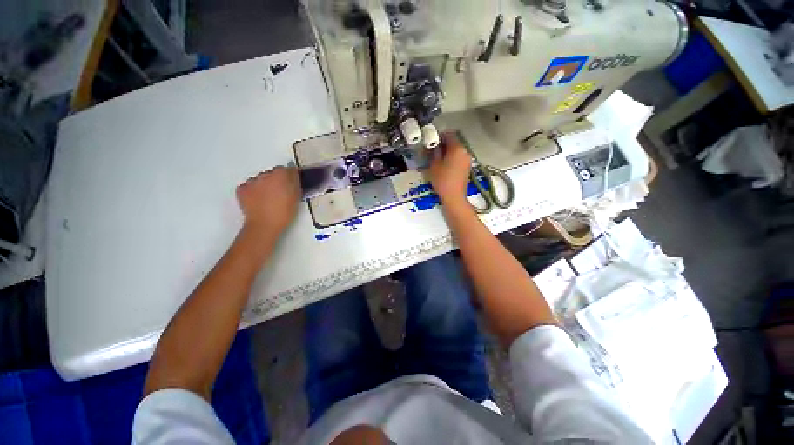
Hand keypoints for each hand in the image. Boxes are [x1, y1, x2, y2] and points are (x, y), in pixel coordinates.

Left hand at [236, 166, 300, 235]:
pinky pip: (249, 186)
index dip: (290, 178)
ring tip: (268, 199)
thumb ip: (295, 183)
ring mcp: (251, 181)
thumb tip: (293, 176)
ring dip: (264, 185)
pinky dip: (253, 191)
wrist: (264, 224)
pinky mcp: (241, 189)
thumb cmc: (284, 212)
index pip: (287, 170)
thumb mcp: (297, 197)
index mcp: (281, 174)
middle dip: (276, 181)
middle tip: (281, 194)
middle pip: (272, 174)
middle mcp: (265, 174)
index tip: (291, 186)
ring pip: (260, 180)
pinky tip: (258, 201)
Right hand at [429, 132, 471, 204]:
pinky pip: (459, 158)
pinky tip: (444, 165)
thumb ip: (434, 152)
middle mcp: (465, 151)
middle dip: (443, 144)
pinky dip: (451, 158)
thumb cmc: (442, 180)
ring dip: (447, 151)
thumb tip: (434, 146)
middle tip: (432, 150)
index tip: (431, 141)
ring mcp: (468, 160)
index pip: (449, 135)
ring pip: (456, 150)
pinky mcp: (467, 167)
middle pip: (454, 142)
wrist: (454, 197)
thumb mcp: (434, 165)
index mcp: (457, 148)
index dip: (439, 136)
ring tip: (437, 158)